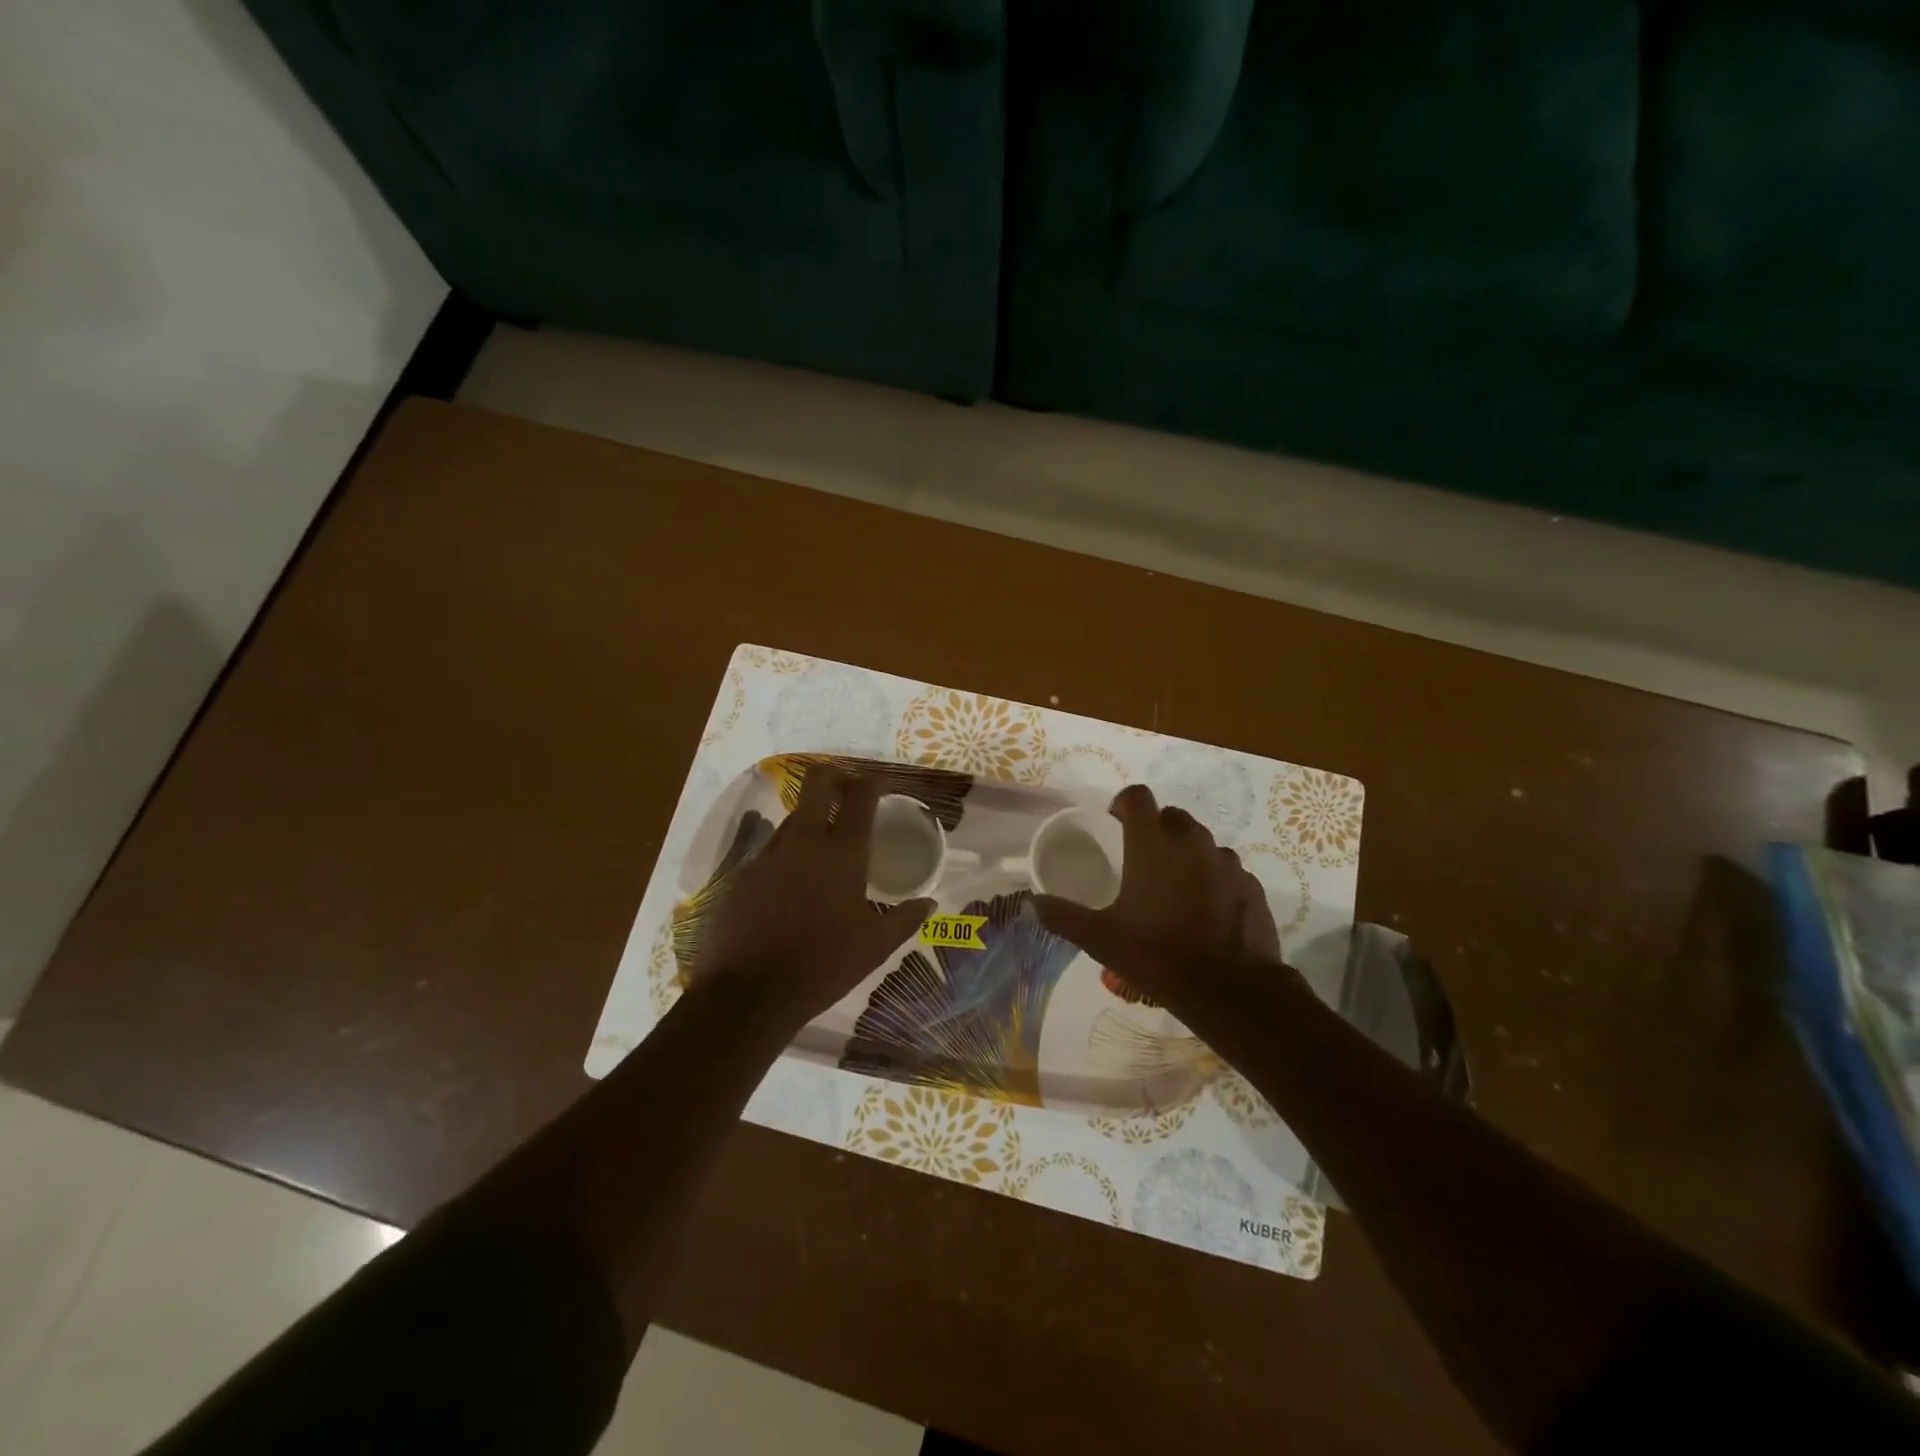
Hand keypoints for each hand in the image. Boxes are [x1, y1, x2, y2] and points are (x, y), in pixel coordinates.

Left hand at [693, 766, 934, 1027]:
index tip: (883, 785)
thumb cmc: (823, 965)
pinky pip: (772, 850)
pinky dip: (789, 854)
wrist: (750, 994)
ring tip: (825, 845)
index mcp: (842, 852)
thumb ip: (905, 919)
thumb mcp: (875, 946)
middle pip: (817, 781)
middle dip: (836, 775)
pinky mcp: (743, 874)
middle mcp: (804, 841)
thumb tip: (929, 903)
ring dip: (812, 818)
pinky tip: (795, 883)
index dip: (874, 781)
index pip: (860, 794)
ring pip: (793, 816)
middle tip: (850, 791)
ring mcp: (769, 854)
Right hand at [1033, 784, 1280, 1016]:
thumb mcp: (1100, 939)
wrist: (1230, 990)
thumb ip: (1063, 916)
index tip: (1115, 826)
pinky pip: (1226, 868)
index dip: (1123, 804)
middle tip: (1141, 862)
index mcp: (1153, 844)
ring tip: (1174, 889)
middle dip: (1155, 830)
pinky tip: (1204, 911)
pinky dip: (1213, 879)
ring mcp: (1227, 861)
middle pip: (1171, 816)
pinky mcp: (1251, 884)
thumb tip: (1033, 903)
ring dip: (1185, 854)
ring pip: (1201, 842)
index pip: (1137, 796)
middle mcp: (1192, 842)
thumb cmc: (1158, 955)